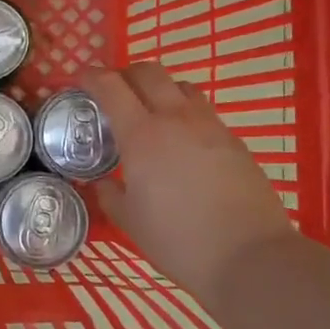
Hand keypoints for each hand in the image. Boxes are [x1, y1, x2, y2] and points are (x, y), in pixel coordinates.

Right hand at [84, 63, 299, 297]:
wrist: (250, 256)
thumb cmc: (178, 240)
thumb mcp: (130, 221)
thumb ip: (110, 195)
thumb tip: (103, 182)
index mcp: (142, 135)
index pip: (111, 87)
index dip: (91, 76)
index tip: (79, 78)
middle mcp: (175, 118)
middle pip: (149, 72)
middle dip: (126, 73)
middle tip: (114, 91)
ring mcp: (210, 126)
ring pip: (180, 85)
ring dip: (159, 88)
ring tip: (150, 111)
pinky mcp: (234, 140)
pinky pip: (203, 110)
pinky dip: (184, 111)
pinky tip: (181, 141)